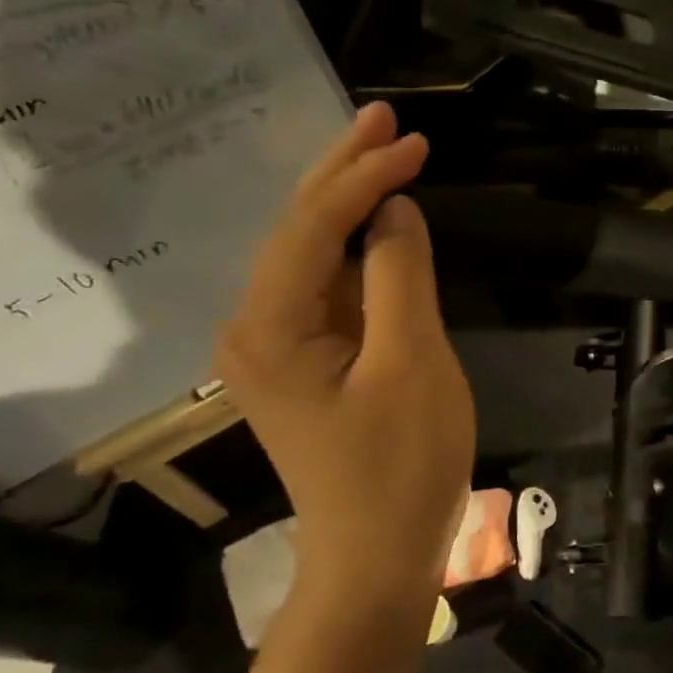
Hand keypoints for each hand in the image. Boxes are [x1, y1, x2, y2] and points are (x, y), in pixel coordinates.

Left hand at [216, 103, 473, 594]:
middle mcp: (256, 326)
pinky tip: (377, 219)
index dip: (364, 177)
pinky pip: (327, 286)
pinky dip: (356, 246)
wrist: (376, 556)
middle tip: (384, 116)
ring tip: (383, 150)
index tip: (416, 141)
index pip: (314, 225)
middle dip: (344, 170)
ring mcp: (277, 346)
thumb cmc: (400, 466)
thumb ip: (401, 277)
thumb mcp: (412, 364)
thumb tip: (395, 212)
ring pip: (312, 253)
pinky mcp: (304, 361)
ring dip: (349, 201)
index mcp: (269, 326)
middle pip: (300, 228)